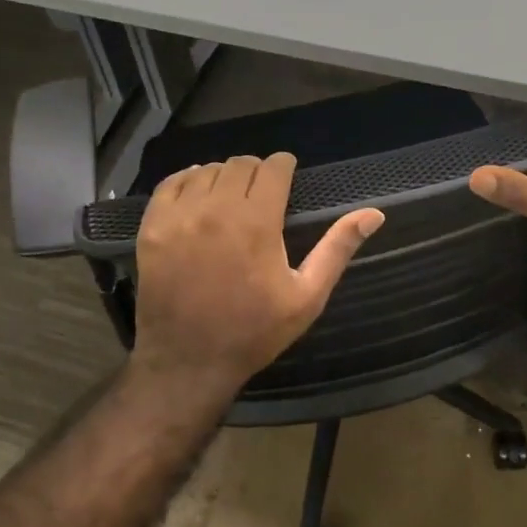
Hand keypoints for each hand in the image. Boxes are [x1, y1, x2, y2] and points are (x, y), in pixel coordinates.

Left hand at [130, 153, 384, 402]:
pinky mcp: (152, 228)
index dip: (284, 166)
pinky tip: (198, 194)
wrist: (189, 362)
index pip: (272, 168)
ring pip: (206, 171)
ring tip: (233, 196)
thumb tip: (374, 214)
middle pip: (239, 165)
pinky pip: (170, 185)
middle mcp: (215, 210)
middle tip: (264, 190)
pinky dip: (188, 181)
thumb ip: (337, 249)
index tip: (288, 173)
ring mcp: (178, 218)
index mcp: (256, 222)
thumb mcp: (307, 296)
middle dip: (257, 170)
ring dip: (224, 176)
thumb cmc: (255, 332)